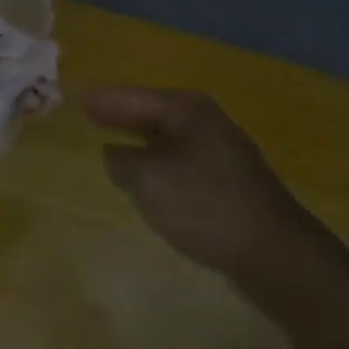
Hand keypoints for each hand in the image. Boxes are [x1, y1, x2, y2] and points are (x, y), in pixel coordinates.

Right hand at [84, 87, 303, 274]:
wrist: (273, 252)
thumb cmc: (205, 205)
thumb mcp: (149, 180)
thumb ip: (122, 161)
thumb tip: (115, 154)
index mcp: (185, 110)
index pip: (132, 97)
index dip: (102, 99)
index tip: (75, 95)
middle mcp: (204, 122)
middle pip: (151, 113)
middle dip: (120, 114)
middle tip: (87, 112)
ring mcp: (219, 153)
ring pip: (166, 139)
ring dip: (138, 140)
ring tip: (108, 141)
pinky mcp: (226, 183)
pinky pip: (178, 162)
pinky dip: (156, 164)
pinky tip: (146, 179)